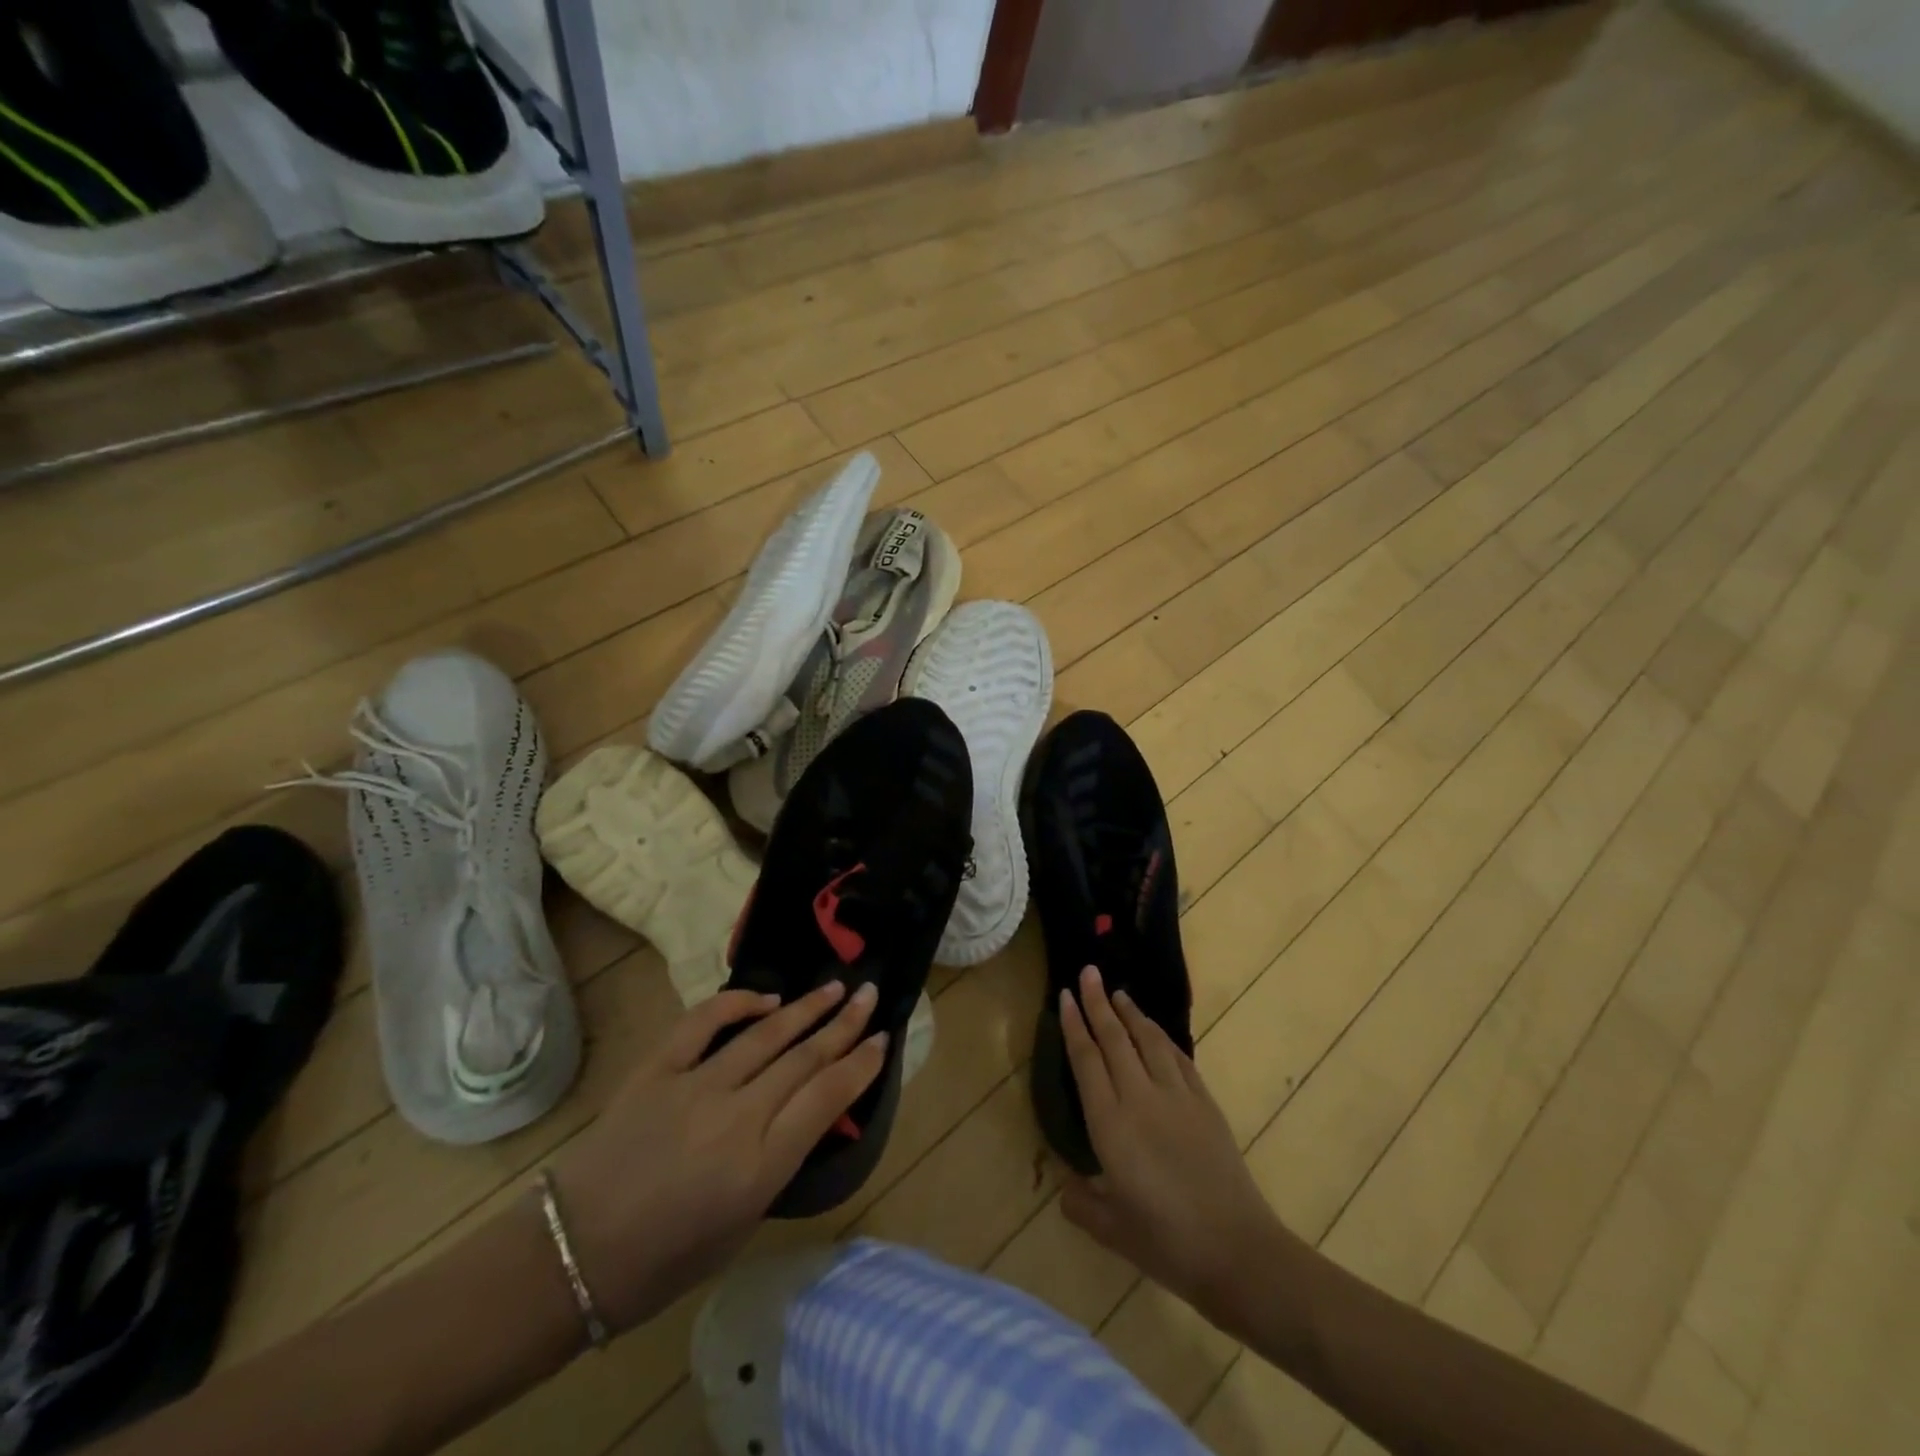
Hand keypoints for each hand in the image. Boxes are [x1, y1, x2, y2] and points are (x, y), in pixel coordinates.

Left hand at [548, 980, 884, 1331]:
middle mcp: (737, 1117)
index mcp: (761, 1166)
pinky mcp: (658, 1070)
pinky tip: (766, 999)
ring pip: (766, 1034)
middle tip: (870, 995)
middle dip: (845, 1024)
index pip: (828, 1096)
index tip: (883, 1039)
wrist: (572, 1254)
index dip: (862, 1063)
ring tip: (834, 987)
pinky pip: (704, 1023)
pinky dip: (738, 1004)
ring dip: (806, 1008)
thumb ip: (779, 1161)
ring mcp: (695, 1087)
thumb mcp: (742, 1223)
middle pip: (806, 1056)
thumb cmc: (665, 1260)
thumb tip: (806, 1110)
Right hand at [1057, 967, 1301, 1332]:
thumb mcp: (1112, 1231)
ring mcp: (1176, 1097)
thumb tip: (1066, 1186)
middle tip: (1089, 972)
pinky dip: (1163, 1038)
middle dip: (1099, 1003)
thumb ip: (1082, 1203)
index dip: (1075, 1025)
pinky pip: (1179, 1058)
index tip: (1066, 995)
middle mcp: (1140, 1098)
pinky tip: (1156, 1033)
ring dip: (1131, 1013)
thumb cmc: (1167, 1243)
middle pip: (1115, 1039)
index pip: (1086, 1060)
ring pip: (1149, 1040)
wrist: (1238, 1251)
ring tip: (1118, 993)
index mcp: (1110, 1124)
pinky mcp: (1205, 1104)